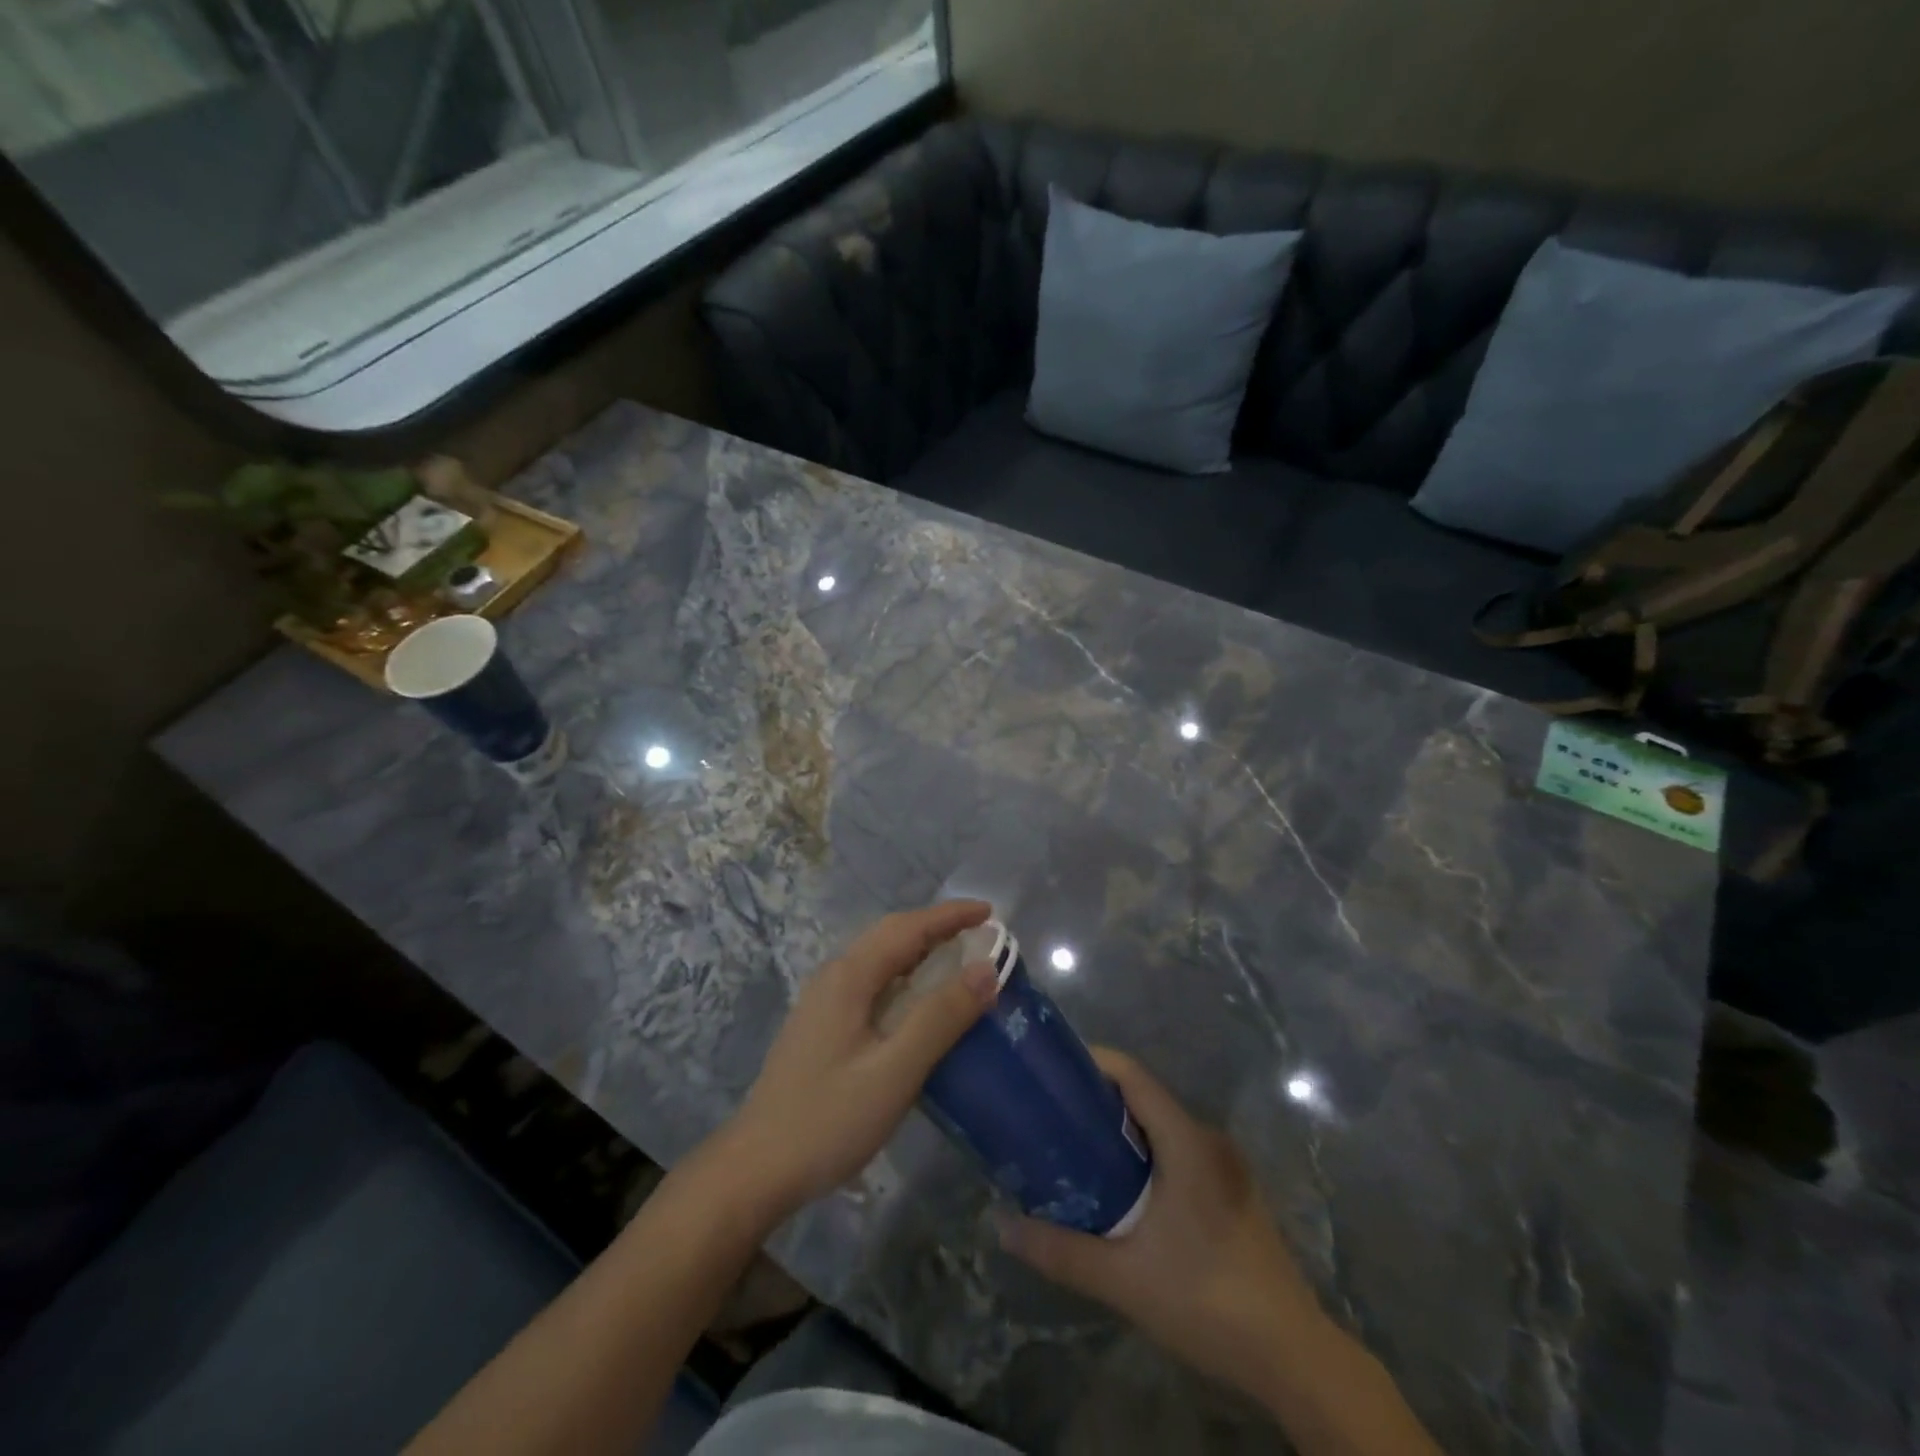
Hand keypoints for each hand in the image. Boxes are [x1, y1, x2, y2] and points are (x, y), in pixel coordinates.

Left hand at [721, 900, 998, 1218]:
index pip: (907, 928)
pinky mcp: (822, 1027)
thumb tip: (986, 969)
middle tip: (981, 935)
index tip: (990, 911)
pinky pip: (872, 983)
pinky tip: (918, 1003)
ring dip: (920, 951)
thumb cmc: (828, 1119)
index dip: (950, 916)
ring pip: (879, 960)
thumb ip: (940, 1018)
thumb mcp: (894, 1071)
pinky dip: (905, 977)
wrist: (755, 1170)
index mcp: (849, 977)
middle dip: (936, 928)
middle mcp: (834, 977)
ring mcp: (823, 1002)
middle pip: (891, 936)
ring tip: (958, 961)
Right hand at [997, 1048, 1326, 1406]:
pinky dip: (1143, 1156)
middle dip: (1095, 1101)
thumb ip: (1061, 1250)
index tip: (1050, 1072)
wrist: (1294, 1358)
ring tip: (1073, 1152)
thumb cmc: (1208, 1300)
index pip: (1132, 1074)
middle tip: (1049, 1117)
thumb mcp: (1124, 1279)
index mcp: (1186, 1140)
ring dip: (1119, 1132)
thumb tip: (1001, 1225)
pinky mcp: (1231, 1193)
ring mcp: (1224, 1167)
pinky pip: (1177, 1153)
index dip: (1091, 1062)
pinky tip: (1120, 1193)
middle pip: (1143, 1098)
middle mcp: (1207, 1140)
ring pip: (1160, 1128)